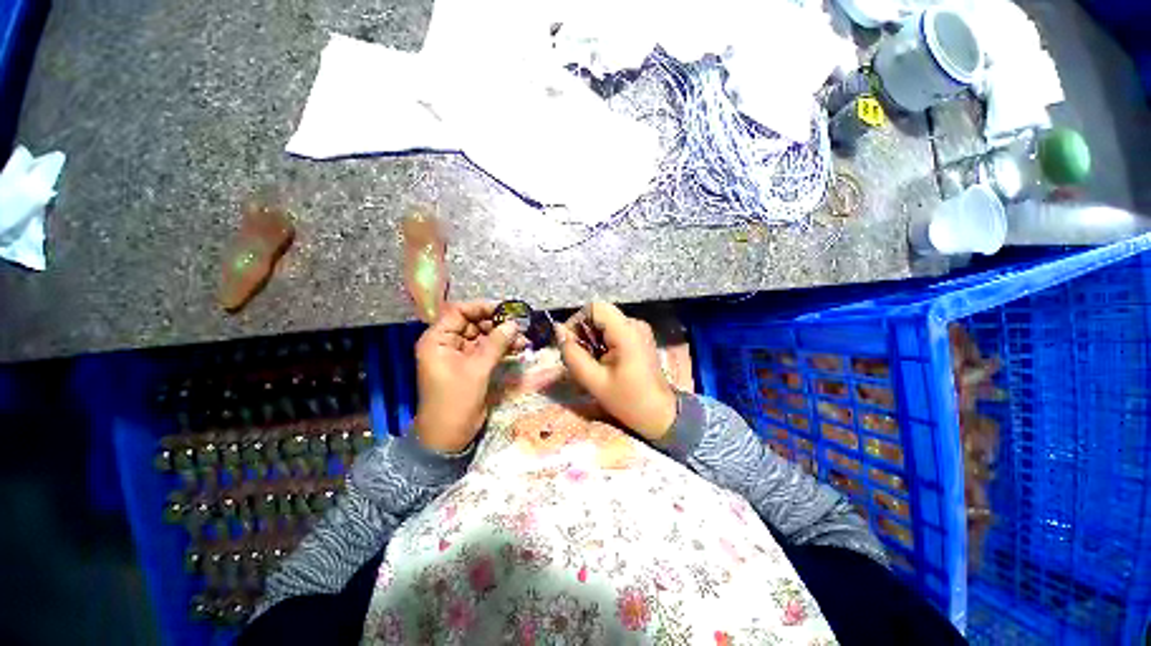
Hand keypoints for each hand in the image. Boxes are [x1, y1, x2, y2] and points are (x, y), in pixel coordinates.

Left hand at [414, 301, 521, 452]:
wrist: (448, 436)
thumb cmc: (455, 400)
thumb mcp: (477, 370)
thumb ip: (496, 344)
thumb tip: (514, 324)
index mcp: (437, 340)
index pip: (458, 312)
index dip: (482, 307)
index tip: (506, 309)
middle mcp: (447, 343)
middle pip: (473, 323)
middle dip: (497, 324)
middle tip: (519, 326)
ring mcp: (459, 354)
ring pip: (483, 336)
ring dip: (503, 337)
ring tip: (523, 340)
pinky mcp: (471, 365)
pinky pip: (487, 350)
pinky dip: (502, 348)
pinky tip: (518, 348)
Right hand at [556, 302, 676, 440]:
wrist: (660, 414)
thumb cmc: (628, 401)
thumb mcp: (594, 381)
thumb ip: (573, 354)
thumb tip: (558, 331)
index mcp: (626, 332)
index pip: (594, 308)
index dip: (576, 321)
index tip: (569, 344)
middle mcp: (635, 324)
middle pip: (598, 315)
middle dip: (582, 333)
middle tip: (578, 357)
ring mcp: (639, 329)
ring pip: (604, 323)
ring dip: (591, 339)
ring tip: (589, 363)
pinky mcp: (639, 337)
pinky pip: (613, 330)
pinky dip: (601, 342)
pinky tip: (602, 362)